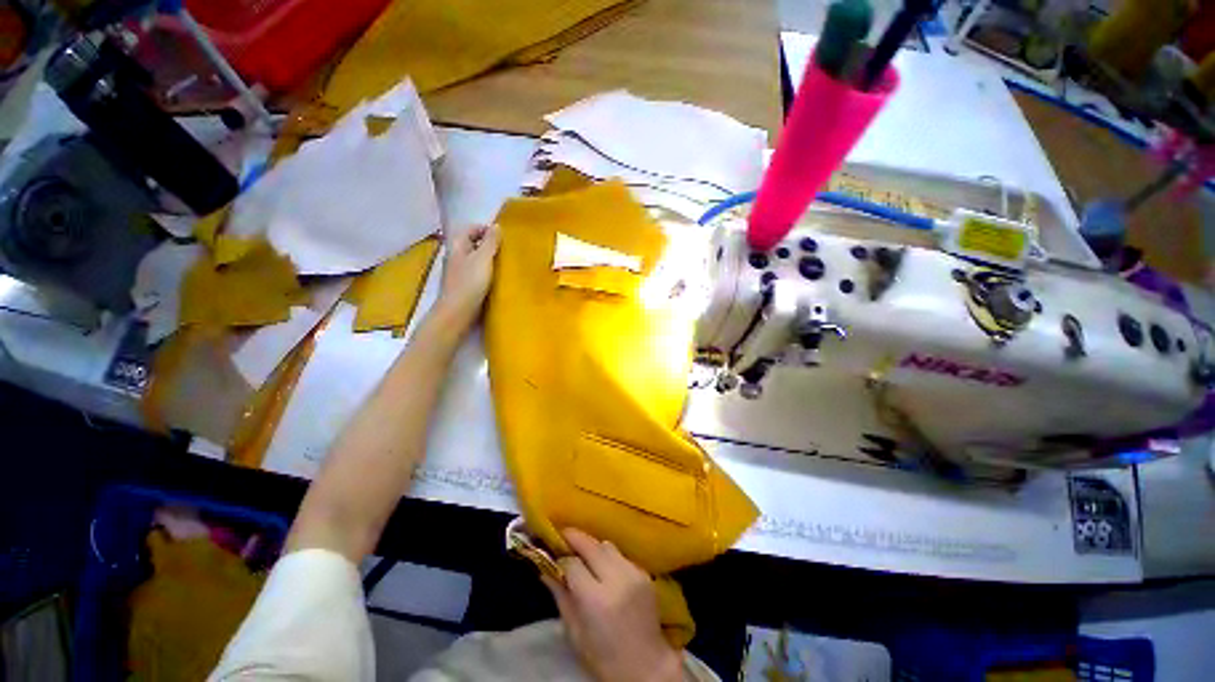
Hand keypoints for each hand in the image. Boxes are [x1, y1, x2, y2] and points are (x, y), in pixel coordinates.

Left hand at [434, 224, 499, 330]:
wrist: (457, 312)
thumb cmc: (469, 283)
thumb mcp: (483, 259)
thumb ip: (490, 242)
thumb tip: (497, 226)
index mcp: (457, 245)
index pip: (470, 228)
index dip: (485, 229)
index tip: (502, 237)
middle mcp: (455, 256)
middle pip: (472, 243)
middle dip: (488, 244)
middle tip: (506, 250)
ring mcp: (458, 271)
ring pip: (475, 259)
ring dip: (488, 259)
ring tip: (504, 264)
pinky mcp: (464, 285)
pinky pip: (476, 272)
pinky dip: (486, 272)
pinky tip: (497, 279)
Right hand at [543, 529, 683, 681]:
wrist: (647, 667)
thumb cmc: (604, 658)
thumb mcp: (575, 633)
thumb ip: (561, 597)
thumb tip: (545, 570)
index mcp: (596, 599)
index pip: (573, 564)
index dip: (561, 560)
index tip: (553, 558)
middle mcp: (616, 579)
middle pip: (591, 545)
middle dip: (575, 538)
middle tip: (563, 537)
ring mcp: (633, 573)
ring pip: (607, 545)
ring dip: (593, 547)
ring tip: (585, 557)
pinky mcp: (644, 573)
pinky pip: (621, 556)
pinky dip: (610, 558)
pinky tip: (605, 571)